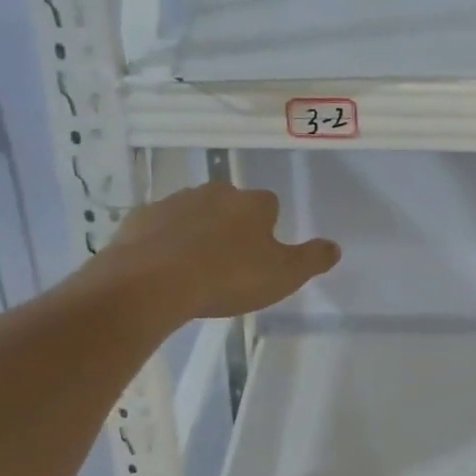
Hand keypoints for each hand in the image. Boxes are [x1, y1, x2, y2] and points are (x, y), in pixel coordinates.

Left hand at [88, 182, 339, 321]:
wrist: (150, 283)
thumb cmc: (226, 278)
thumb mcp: (282, 276)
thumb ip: (312, 260)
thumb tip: (334, 247)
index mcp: (252, 204)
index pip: (269, 206)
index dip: (267, 229)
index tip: (261, 255)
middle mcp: (215, 193)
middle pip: (230, 204)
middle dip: (231, 226)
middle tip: (228, 262)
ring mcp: (174, 202)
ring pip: (193, 213)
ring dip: (197, 232)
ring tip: (194, 269)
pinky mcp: (140, 217)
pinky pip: (159, 227)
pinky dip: (163, 241)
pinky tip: (162, 268)